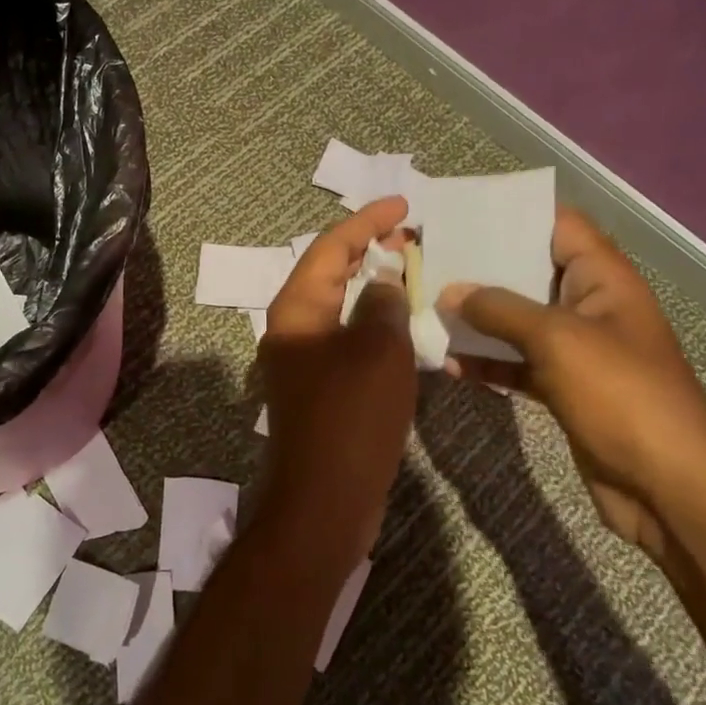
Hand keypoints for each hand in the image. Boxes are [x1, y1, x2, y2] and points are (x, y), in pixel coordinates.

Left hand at [258, 198, 416, 564]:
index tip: (402, 204)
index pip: (330, 247)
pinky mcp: (319, 388)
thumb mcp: (377, 351)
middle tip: (412, 236)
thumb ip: (382, 306)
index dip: (366, 221)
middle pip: (330, 273)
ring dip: (373, 287)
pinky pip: (347, 339)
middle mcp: (292, 328)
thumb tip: (384, 283)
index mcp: (297, 309)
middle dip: (369, 250)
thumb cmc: (350, 418)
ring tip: (413, 271)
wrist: (324, 500)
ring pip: (340, 307)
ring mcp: (303, 360)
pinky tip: (403, 325)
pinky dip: (373, 324)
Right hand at [437, 208, 705, 563]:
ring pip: (518, 321)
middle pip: (530, 272)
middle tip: (428, 257)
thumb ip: (500, 309)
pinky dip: (486, 361)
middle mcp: (590, 307)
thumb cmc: (621, 395)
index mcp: (603, 280)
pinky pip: (517, 363)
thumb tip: (451, 291)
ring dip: (477, 317)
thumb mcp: (557, 339)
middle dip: (482, 267)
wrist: (668, 488)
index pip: (559, 226)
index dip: (515, 213)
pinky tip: (447, 363)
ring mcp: (577, 351)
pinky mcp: (564, 389)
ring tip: (426, 307)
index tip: (461, 211)